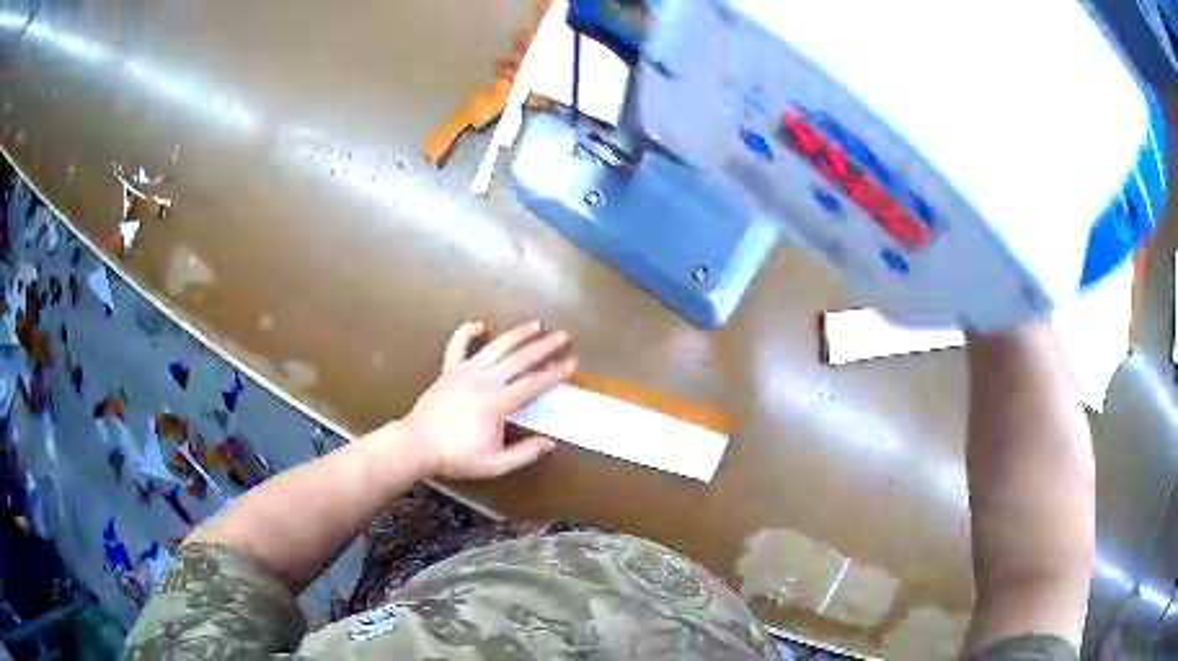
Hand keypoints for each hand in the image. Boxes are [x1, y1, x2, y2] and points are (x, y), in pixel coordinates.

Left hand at [402, 321, 576, 479]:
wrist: (417, 445)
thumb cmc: (456, 456)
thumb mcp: (495, 464)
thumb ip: (524, 453)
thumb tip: (550, 443)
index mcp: (498, 403)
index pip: (533, 384)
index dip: (555, 374)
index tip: (572, 364)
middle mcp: (485, 380)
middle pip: (520, 358)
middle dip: (545, 346)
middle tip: (563, 335)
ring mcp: (465, 371)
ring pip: (496, 346)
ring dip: (517, 333)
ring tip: (535, 323)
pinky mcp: (449, 370)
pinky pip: (457, 345)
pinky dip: (467, 332)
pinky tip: (479, 325)